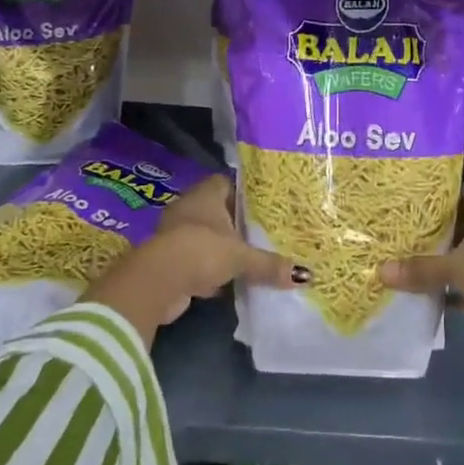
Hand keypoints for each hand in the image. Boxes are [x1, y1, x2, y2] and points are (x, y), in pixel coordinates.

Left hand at [83, 174, 303, 343]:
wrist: (158, 281)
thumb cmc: (201, 251)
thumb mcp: (241, 257)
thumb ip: (269, 264)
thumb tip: (305, 275)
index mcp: (206, 194)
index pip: (229, 182)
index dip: (247, 192)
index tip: (266, 203)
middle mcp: (190, 207)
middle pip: (219, 210)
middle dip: (238, 223)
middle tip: (265, 231)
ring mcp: (177, 233)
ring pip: (208, 236)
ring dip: (223, 248)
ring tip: (252, 256)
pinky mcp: (170, 259)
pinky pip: (197, 259)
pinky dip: (210, 269)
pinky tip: (229, 281)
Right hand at [379, 183, 463, 357]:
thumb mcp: (455, 267)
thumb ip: (420, 268)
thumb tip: (381, 270)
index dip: (445, 191)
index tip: (416, 193)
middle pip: (463, 224)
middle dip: (437, 227)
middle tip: (404, 225)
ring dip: (443, 260)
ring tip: (407, 256)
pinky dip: (450, 290)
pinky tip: (423, 293)